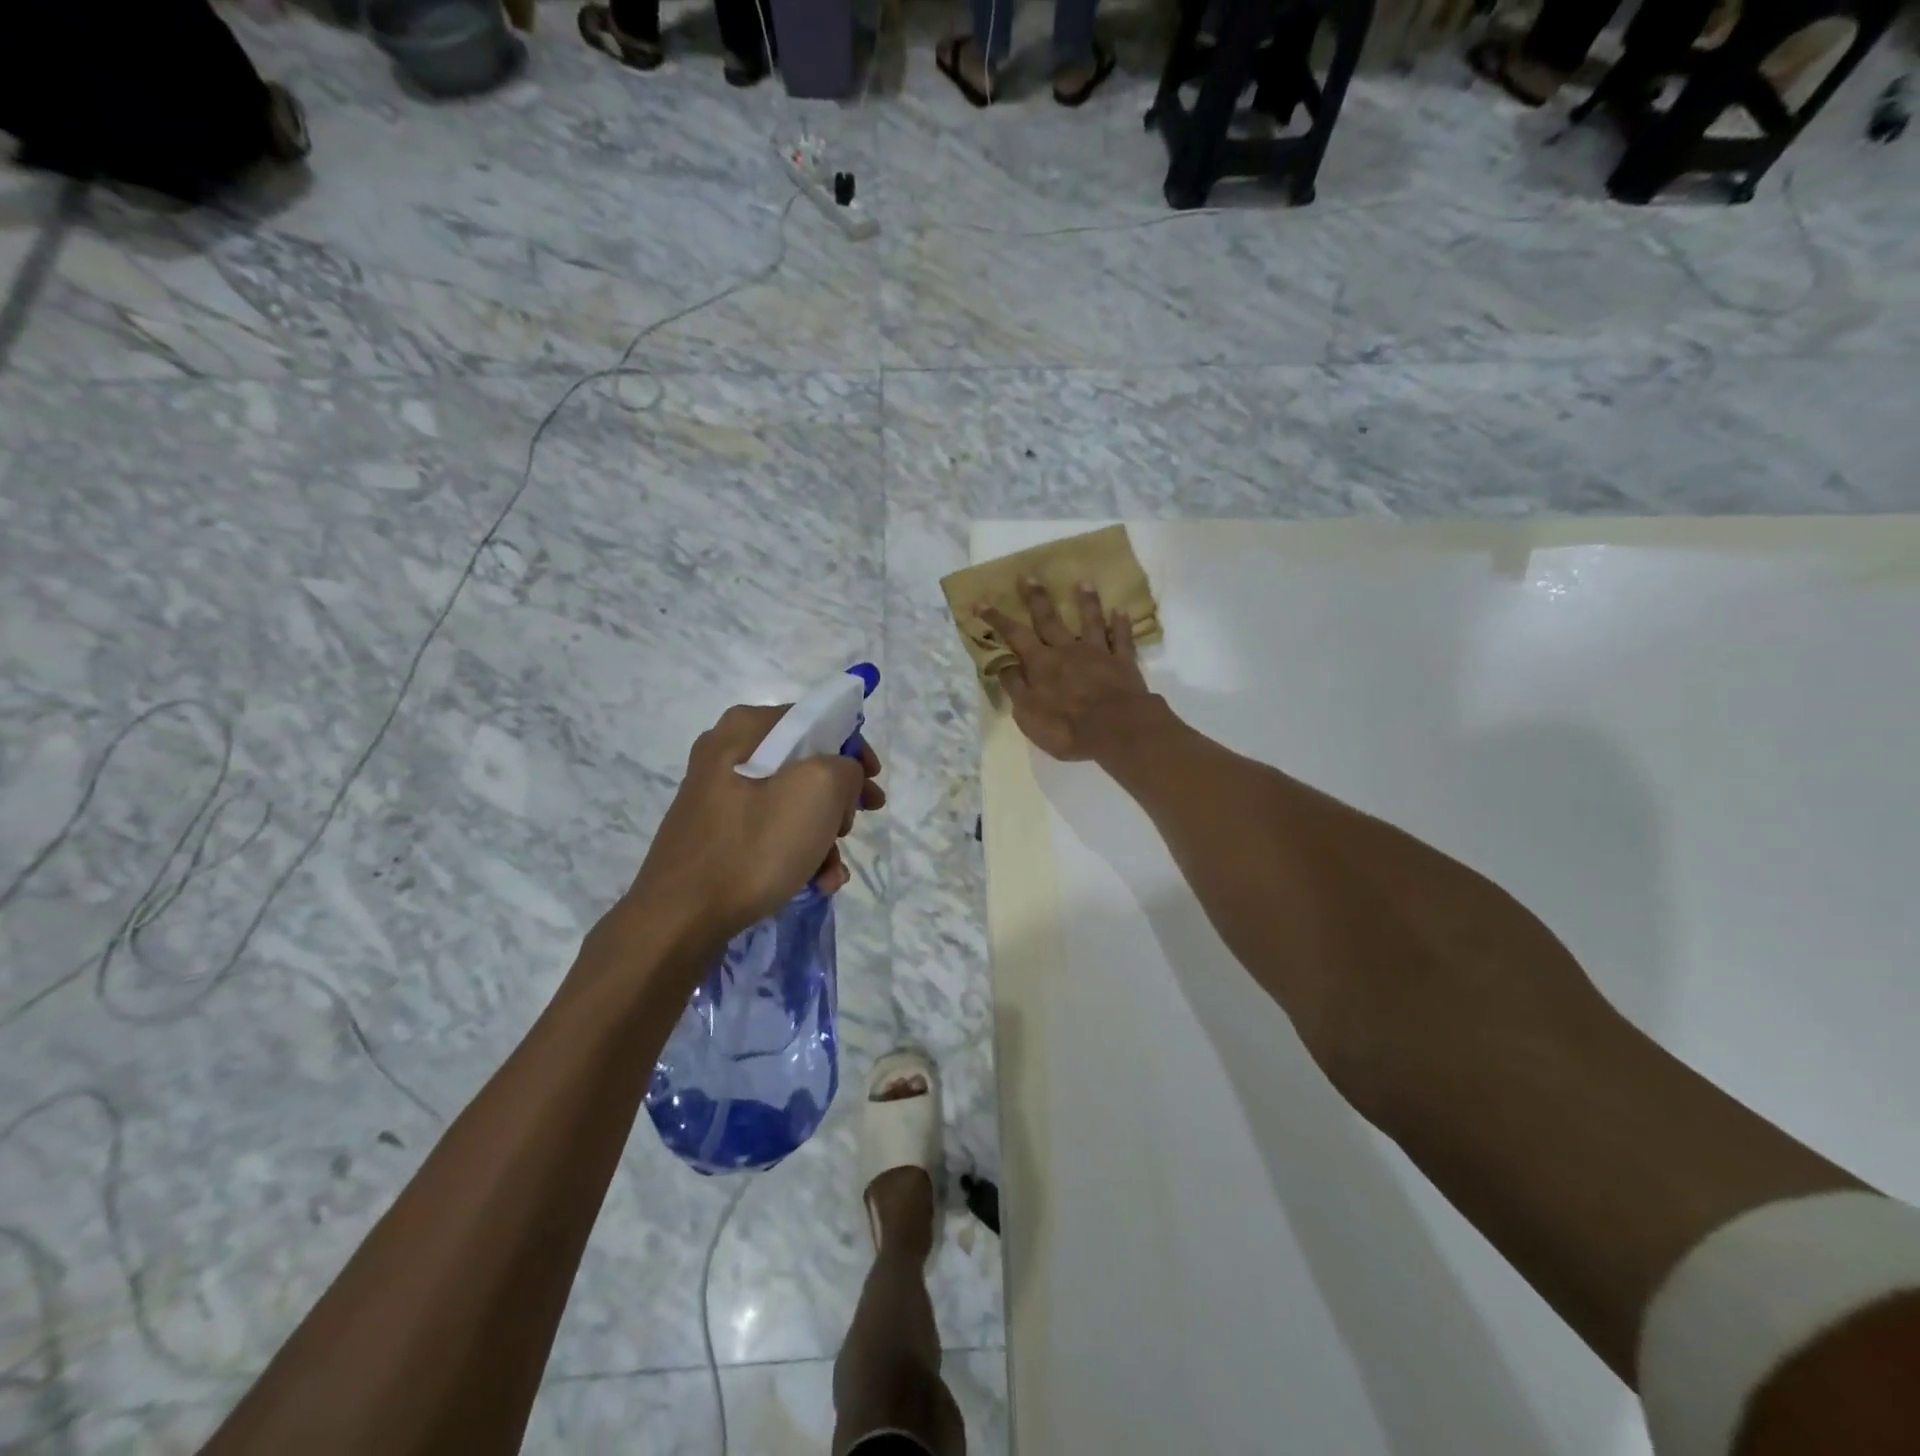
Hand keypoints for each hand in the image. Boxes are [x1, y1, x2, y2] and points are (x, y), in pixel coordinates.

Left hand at [625, 704, 883, 944]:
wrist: (679, 919)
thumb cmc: (753, 845)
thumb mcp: (818, 790)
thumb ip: (845, 767)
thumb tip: (841, 777)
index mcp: (745, 729)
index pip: (816, 720)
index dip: (853, 749)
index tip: (872, 784)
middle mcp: (726, 754)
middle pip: (805, 765)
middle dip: (838, 801)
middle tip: (852, 827)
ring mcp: (718, 797)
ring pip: (791, 803)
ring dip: (822, 837)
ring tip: (832, 872)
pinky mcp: (716, 835)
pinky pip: (769, 832)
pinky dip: (797, 854)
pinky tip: (814, 883)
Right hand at [980, 579, 1163, 761]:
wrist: (1116, 728)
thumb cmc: (1065, 727)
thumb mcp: (1028, 713)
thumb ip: (1016, 687)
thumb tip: (1003, 665)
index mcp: (1041, 663)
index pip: (1015, 636)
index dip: (997, 618)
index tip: (982, 600)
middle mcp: (1067, 651)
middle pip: (1050, 619)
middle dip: (1037, 598)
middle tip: (1029, 575)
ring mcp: (1097, 654)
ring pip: (1090, 622)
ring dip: (1086, 601)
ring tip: (1083, 581)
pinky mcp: (1123, 663)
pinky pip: (1122, 640)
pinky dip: (1121, 625)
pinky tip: (1121, 611)